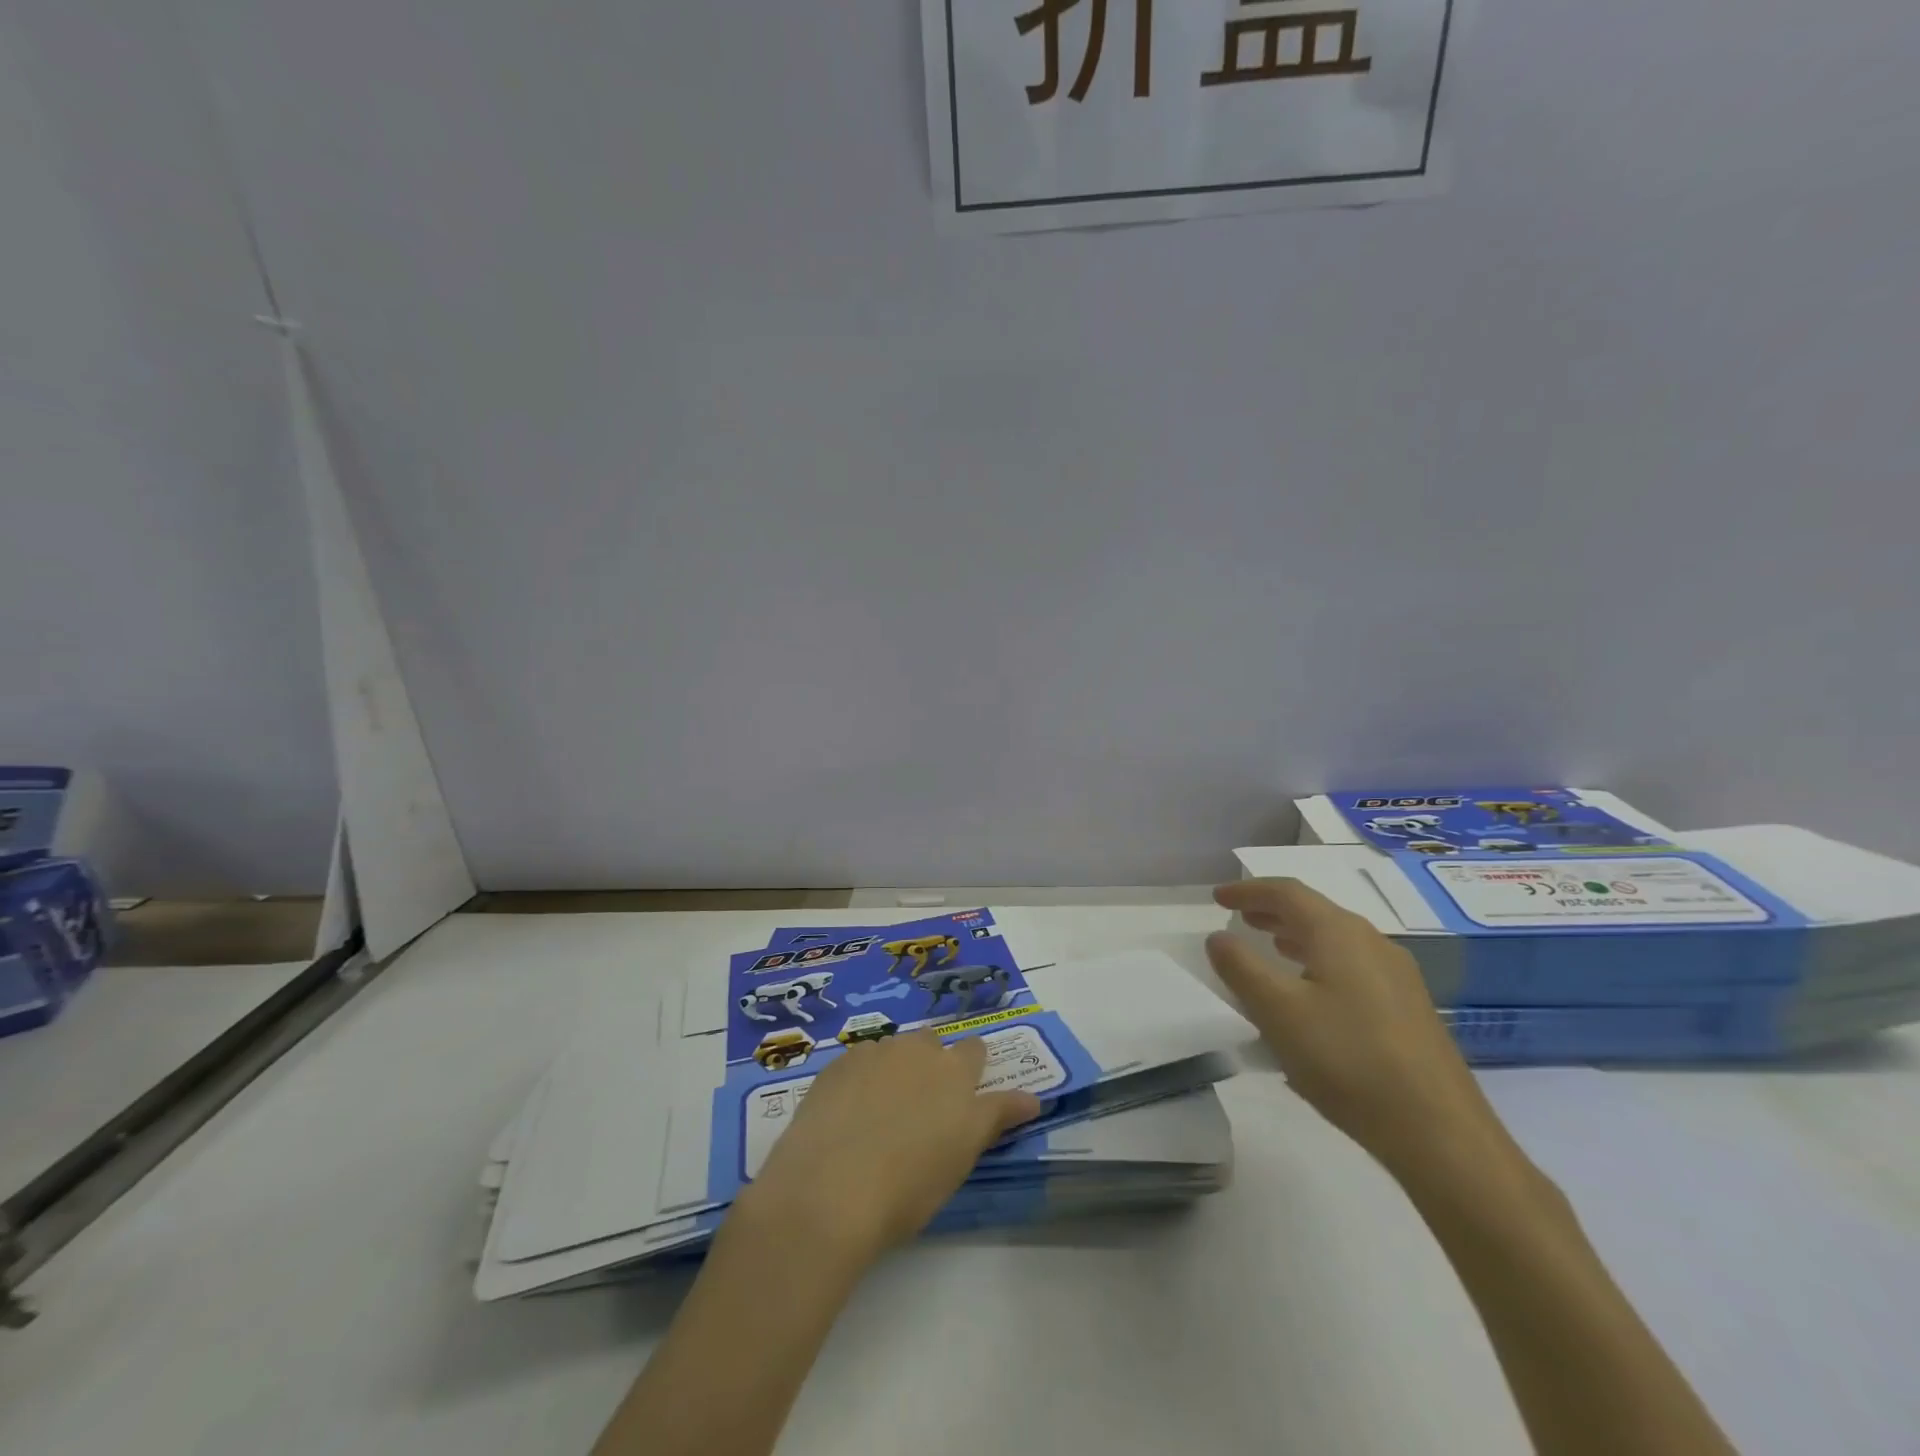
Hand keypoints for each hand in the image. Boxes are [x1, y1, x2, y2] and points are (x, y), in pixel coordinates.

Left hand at [730, 1031, 1041, 1266]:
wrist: (830, 1190)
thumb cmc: (908, 1186)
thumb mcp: (961, 1158)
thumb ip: (995, 1118)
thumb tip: (1032, 1099)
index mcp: (954, 1072)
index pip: (975, 1051)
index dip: (972, 1068)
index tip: (965, 1094)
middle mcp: (917, 1050)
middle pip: (931, 1042)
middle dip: (931, 1063)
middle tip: (921, 1107)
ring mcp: (873, 1053)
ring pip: (893, 1050)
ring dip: (894, 1069)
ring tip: (880, 1112)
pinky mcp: (837, 1065)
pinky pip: (858, 1061)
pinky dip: (860, 1079)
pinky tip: (847, 1113)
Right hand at [1206, 878, 1515, 1182]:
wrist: (1439, 1131)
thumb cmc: (1347, 1060)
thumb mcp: (1278, 1012)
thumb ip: (1241, 968)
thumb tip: (1218, 937)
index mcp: (1339, 933)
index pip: (1287, 893)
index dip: (1248, 890)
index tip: (1217, 898)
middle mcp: (1372, 943)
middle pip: (1315, 911)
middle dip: (1273, 910)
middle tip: (1240, 917)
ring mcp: (1397, 976)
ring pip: (1336, 940)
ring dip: (1297, 936)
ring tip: (1271, 947)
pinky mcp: (1409, 1008)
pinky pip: (1353, 965)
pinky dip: (1320, 961)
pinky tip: (1312, 993)